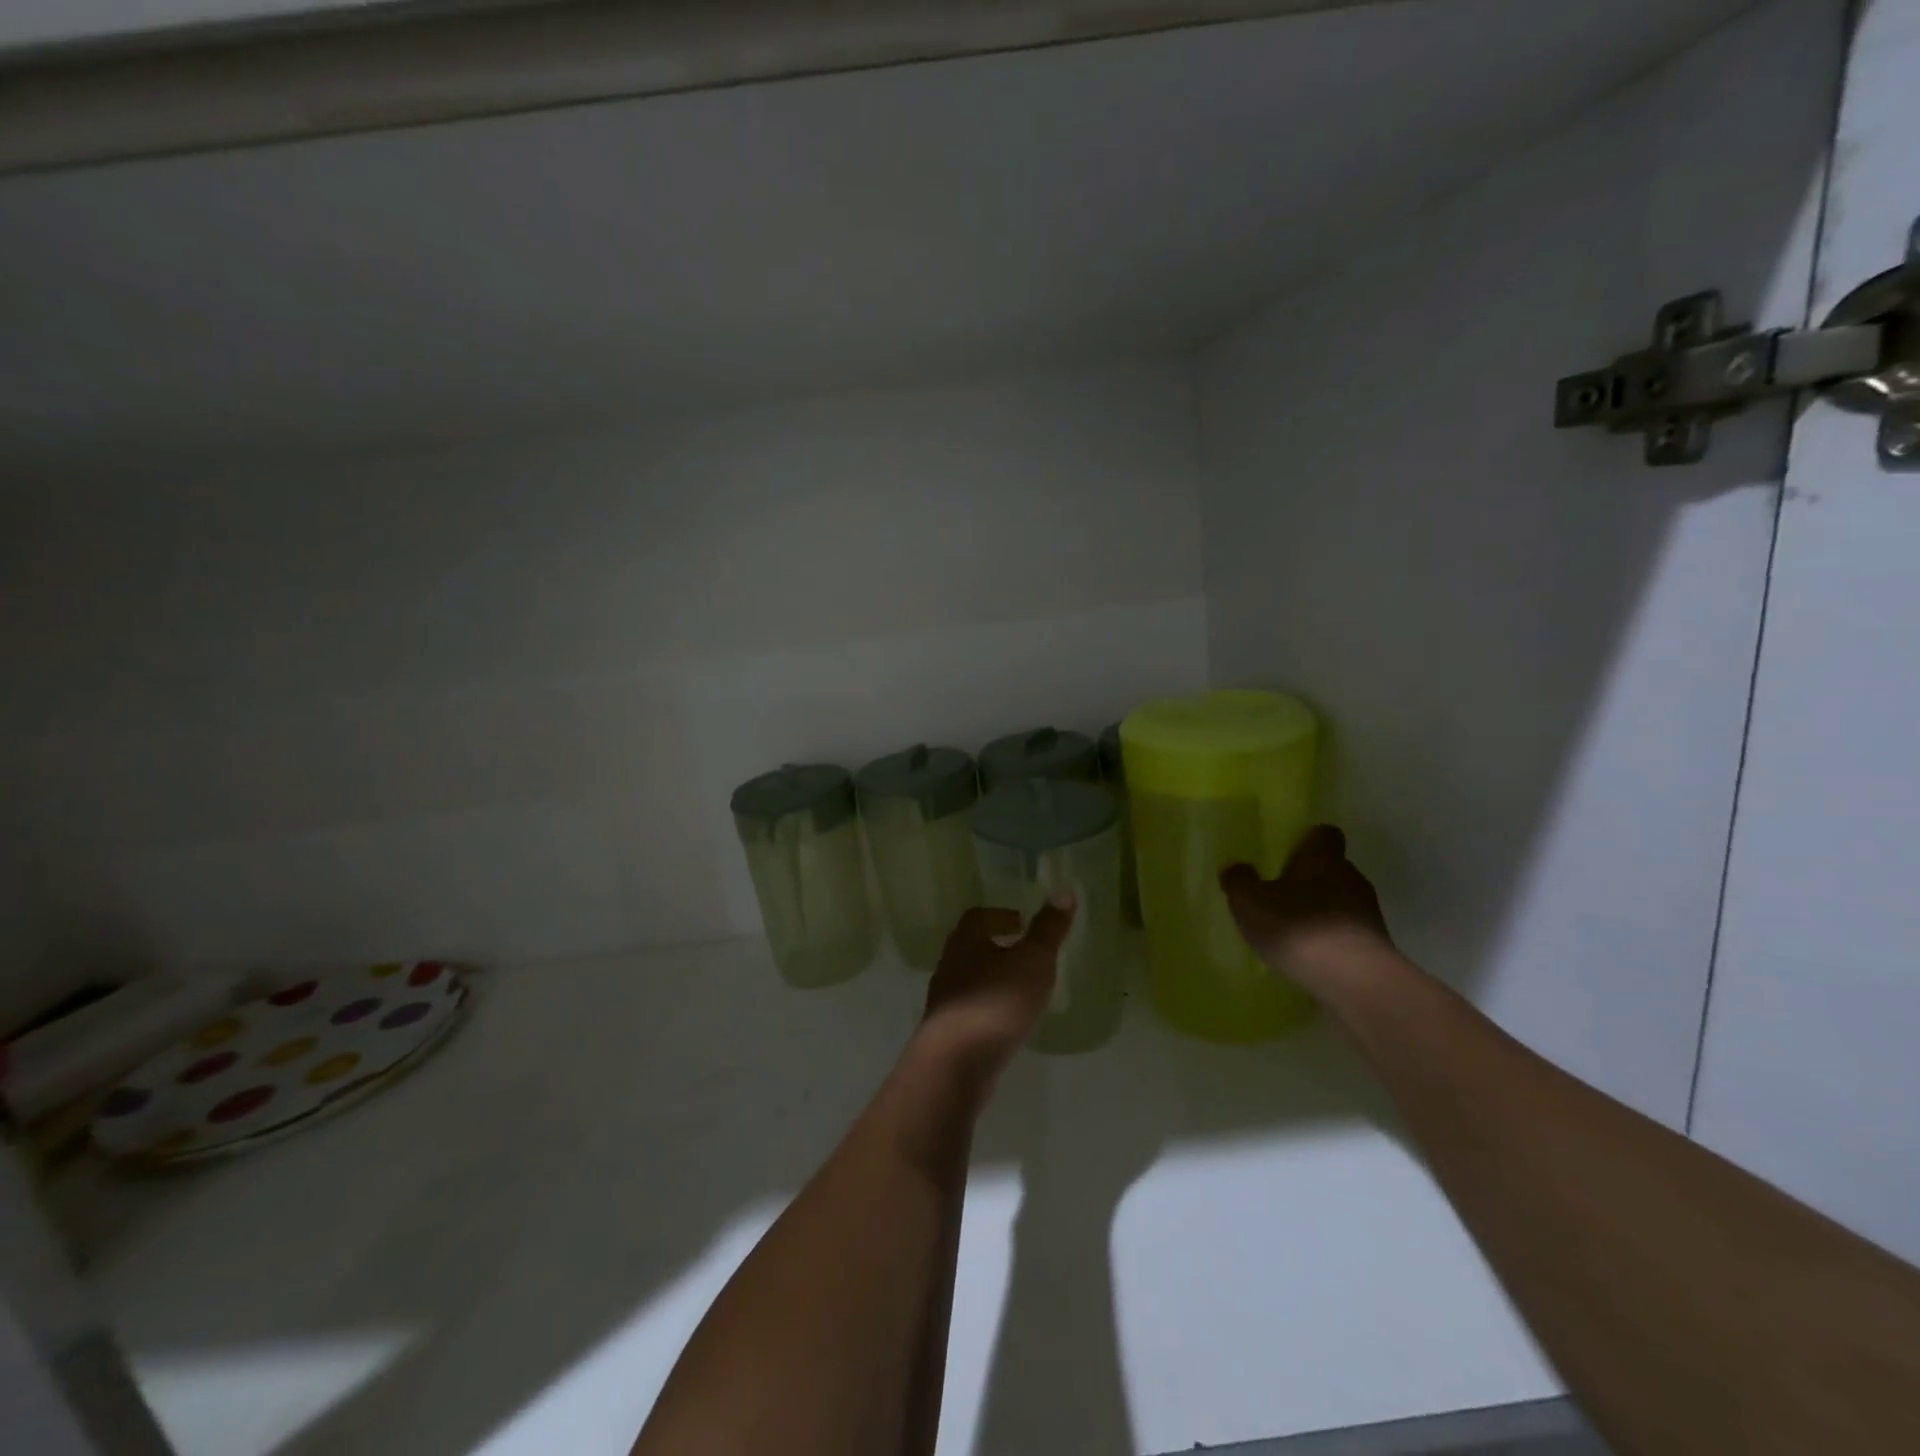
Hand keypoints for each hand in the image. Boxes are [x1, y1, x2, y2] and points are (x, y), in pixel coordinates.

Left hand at [921, 897, 1074, 1071]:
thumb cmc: (997, 1002)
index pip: (977, 917)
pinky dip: (987, 1007)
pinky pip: (969, 1009)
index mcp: (965, 941)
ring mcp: (944, 1000)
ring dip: (992, 978)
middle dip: (996, 947)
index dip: (1000, 916)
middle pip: (970, 946)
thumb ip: (1048, 929)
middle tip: (1024, 953)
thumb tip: (1064, 891)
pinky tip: (1006, 1022)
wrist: (956, 1062)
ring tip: (1020, 989)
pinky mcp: (946, 1031)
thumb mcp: (1033, 961)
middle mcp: (949, 964)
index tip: (1022, 923)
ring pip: (969, 978)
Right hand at [1220, 826, 1392, 999]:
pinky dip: (1332, 937)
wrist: (1356, 980)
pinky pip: (1348, 931)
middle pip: (1332, 868)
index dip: (1308, 840)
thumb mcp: (1250, 903)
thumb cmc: (1298, 928)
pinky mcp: (1376, 944)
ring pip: (1341, 900)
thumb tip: (1235, 867)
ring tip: (1295, 931)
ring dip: (1321, 910)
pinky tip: (1312, 954)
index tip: (1289, 853)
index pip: (1324, 834)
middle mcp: (1351, 877)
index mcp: (1322, 857)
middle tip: (1281, 895)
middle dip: (1309, 879)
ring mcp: (1369, 911)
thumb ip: (1239, 881)